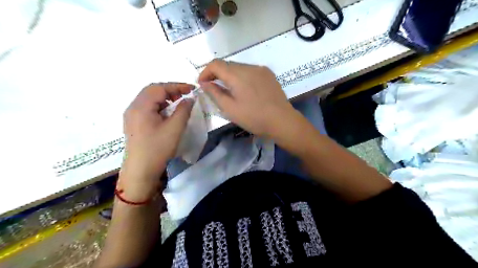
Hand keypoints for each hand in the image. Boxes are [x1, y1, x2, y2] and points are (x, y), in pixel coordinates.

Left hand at [119, 83, 193, 199]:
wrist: (140, 170)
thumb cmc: (158, 148)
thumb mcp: (175, 128)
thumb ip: (183, 110)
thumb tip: (189, 98)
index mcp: (141, 106)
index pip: (160, 87)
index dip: (177, 86)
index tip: (192, 89)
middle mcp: (133, 107)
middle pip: (152, 90)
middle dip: (170, 90)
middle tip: (185, 95)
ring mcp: (131, 115)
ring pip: (149, 98)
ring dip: (164, 97)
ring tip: (178, 103)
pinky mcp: (133, 123)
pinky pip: (146, 107)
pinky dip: (159, 105)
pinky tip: (167, 113)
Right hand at [197, 59, 295, 136]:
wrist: (282, 121)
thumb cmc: (254, 118)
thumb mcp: (230, 109)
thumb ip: (215, 93)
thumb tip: (204, 83)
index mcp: (238, 75)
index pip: (215, 64)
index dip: (205, 72)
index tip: (202, 84)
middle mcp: (249, 67)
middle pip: (227, 65)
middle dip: (217, 74)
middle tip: (214, 89)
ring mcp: (261, 69)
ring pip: (239, 67)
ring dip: (230, 76)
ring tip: (230, 91)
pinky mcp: (269, 74)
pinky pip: (250, 71)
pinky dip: (242, 77)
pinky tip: (245, 90)